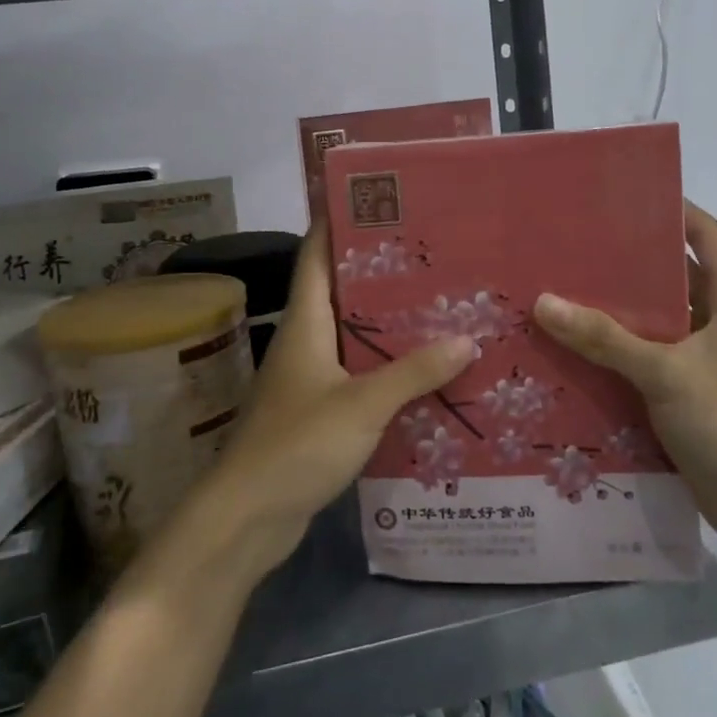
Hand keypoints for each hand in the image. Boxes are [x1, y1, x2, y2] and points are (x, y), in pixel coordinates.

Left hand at [198, 220, 474, 577]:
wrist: (249, 515)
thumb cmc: (298, 444)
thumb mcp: (363, 404)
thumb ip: (414, 372)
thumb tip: (467, 339)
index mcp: (305, 323)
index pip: (316, 255)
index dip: (337, 222)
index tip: (378, 201)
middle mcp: (304, 341)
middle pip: (340, 292)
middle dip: (381, 273)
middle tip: (432, 257)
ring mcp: (308, 378)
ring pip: (352, 337)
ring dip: (388, 325)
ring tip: (440, 308)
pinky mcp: (317, 412)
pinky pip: (357, 376)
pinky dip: (386, 369)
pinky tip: (424, 373)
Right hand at [533, 201, 716, 547]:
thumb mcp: (663, 372)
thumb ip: (604, 337)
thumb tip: (544, 302)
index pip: (706, 235)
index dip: (673, 211)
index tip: (624, 197)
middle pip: (677, 275)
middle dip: (631, 262)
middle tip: (578, 246)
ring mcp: (712, 356)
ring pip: (663, 317)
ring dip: (623, 308)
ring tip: (569, 289)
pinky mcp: (695, 387)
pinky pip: (654, 353)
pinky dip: (624, 346)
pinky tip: (581, 344)